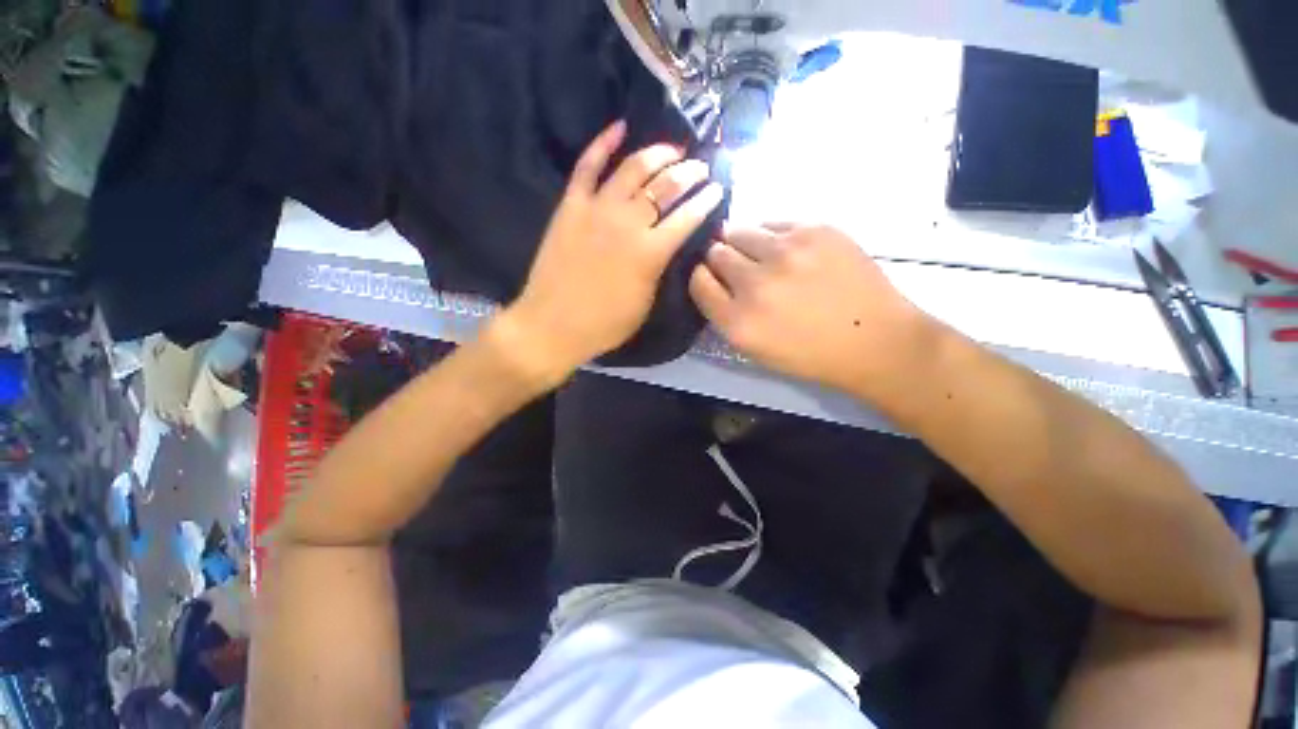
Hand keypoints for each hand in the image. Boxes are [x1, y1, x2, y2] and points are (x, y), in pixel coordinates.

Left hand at [504, 121, 722, 380]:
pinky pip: (587, 166)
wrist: (553, 325)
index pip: (687, 217)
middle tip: (700, 168)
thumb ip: (659, 269)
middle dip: (689, 173)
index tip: (717, 190)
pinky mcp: (571, 206)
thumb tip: (668, 244)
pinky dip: (603, 143)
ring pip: (633, 169)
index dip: (706, 200)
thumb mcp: (646, 303)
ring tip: (673, 150)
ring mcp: (597, 209)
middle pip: (665, 186)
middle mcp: (628, 223)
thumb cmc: (605, 324)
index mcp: (650, 252)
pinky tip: (620, 127)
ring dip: (658, 154)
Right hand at [689, 223, 935, 394]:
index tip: (710, 277)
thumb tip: (711, 278)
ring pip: (740, 230)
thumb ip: (725, 316)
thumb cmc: (810, 353)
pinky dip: (771, 236)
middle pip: (715, 253)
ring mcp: (786, 252)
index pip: (698, 281)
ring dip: (741, 242)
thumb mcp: (755, 350)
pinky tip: (786, 250)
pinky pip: (773, 223)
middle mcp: (756, 283)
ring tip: (760, 255)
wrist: (875, 339)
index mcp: (739, 321)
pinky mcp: (815, 229)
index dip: (701, 276)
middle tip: (736, 267)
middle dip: (719, 258)